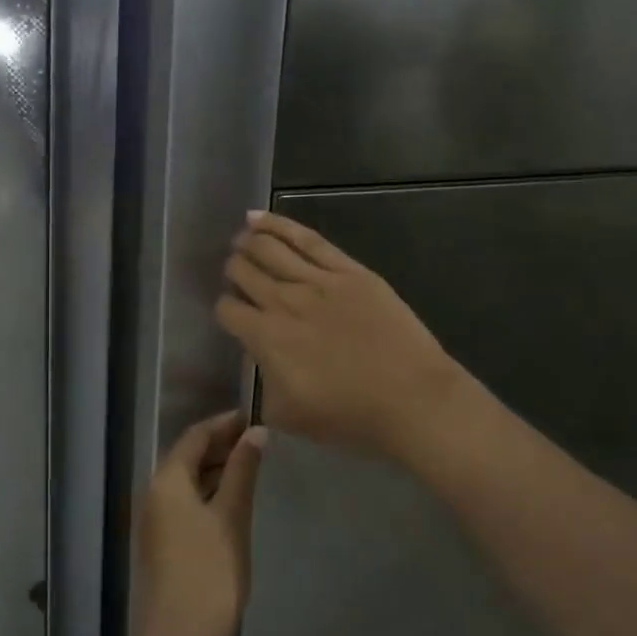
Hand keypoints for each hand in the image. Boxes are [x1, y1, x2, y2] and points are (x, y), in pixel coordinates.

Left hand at [135, 411, 265, 635]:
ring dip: (217, 470)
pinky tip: (233, 501)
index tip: (254, 417)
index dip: (224, 423)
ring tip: (252, 467)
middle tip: (258, 441)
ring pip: (187, 482)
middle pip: (188, 457)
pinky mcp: (163, 543)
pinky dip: (209, 493)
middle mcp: (154, 493)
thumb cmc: (210, 570)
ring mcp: (156, 520)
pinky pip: (186, 503)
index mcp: (167, 480)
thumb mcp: (232, 515)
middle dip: (222, 446)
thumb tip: (256, 432)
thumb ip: (243, 471)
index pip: (195, 436)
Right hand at [215, 212, 465, 461]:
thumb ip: (264, 384)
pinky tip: (258, 219)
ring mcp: (318, 280)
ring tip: (241, 238)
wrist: (412, 399)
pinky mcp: (348, 270)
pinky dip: (277, 224)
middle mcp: (284, 302)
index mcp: (266, 338)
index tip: (233, 314)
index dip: (225, 309)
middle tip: (236, 272)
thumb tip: (262, 359)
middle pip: (243, 271)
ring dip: (248, 242)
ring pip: (269, 248)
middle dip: (234, 270)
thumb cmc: (351, 417)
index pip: (228, 310)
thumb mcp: (289, 415)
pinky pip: (307, 239)